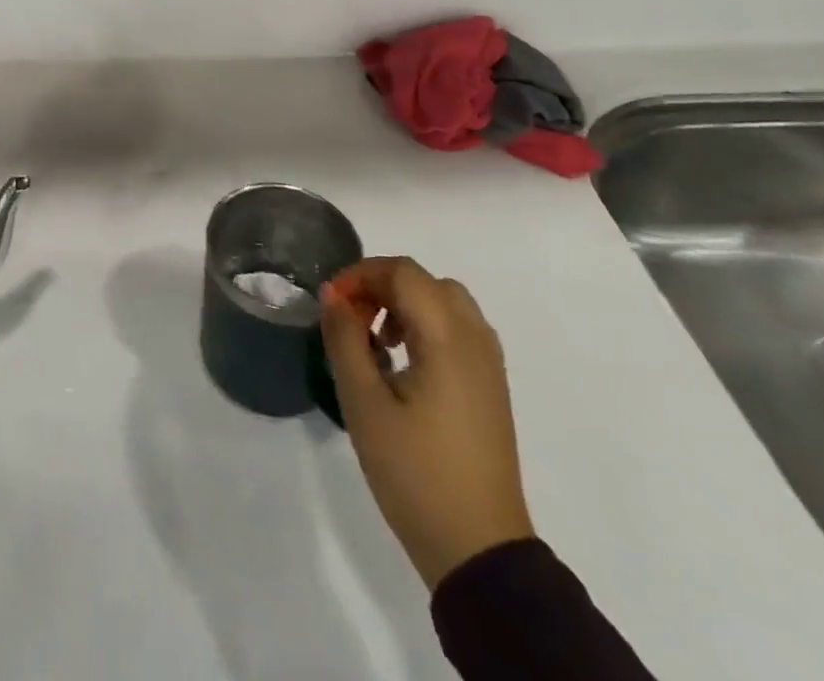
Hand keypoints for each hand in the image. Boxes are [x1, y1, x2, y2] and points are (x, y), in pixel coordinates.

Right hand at [320, 256, 534, 589]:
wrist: (479, 550)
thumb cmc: (414, 471)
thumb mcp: (363, 402)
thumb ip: (345, 338)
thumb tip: (333, 294)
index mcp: (447, 339)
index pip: (404, 272)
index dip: (361, 274)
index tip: (332, 304)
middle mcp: (475, 342)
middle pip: (426, 282)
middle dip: (382, 286)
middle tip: (352, 319)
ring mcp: (489, 367)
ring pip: (446, 303)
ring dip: (406, 305)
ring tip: (376, 342)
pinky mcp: (491, 389)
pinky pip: (459, 331)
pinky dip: (426, 326)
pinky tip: (403, 365)